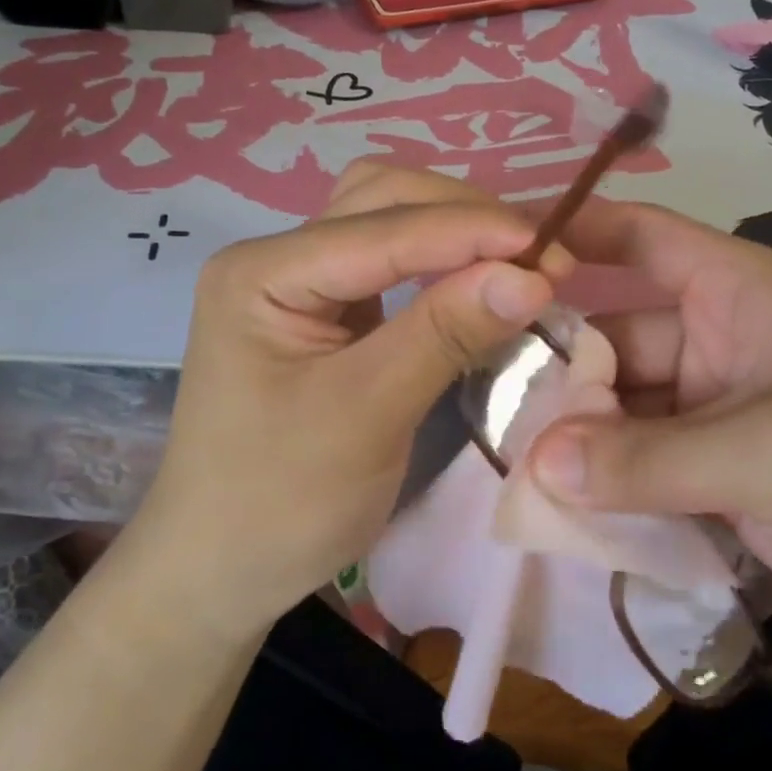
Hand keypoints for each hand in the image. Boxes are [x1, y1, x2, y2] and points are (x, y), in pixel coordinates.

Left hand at [122, 163, 569, 640]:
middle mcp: (276, 258)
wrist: (220, 570)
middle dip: (463, 217)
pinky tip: (481, 279)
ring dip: (455, 231)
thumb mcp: (366, 416)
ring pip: (388, 222)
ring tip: (520, 260)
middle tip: (541, 256)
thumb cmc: (279, 503)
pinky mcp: (326, 313)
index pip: (381, 228)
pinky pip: (391, 264)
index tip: (551, 250)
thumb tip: (532, 275)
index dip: (470, 231)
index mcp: (262, 273)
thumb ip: (445, 334)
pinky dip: (441, 263)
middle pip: (380, 200)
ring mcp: (300, 283)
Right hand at [525, 201, 771, 686]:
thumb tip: (535, 467)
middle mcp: (721, 344)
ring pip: (624, 413)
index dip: (569, 236)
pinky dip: (607, 489)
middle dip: (556, 370)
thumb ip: (646, 459)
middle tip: (481, 403)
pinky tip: (557, 512)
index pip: (638, 239)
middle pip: (614, 338)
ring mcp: (721, 419)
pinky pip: (646, 473)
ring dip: (576, 441)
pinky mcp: (726, 485)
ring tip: (506, 468)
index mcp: (739, 293)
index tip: (491, 260)